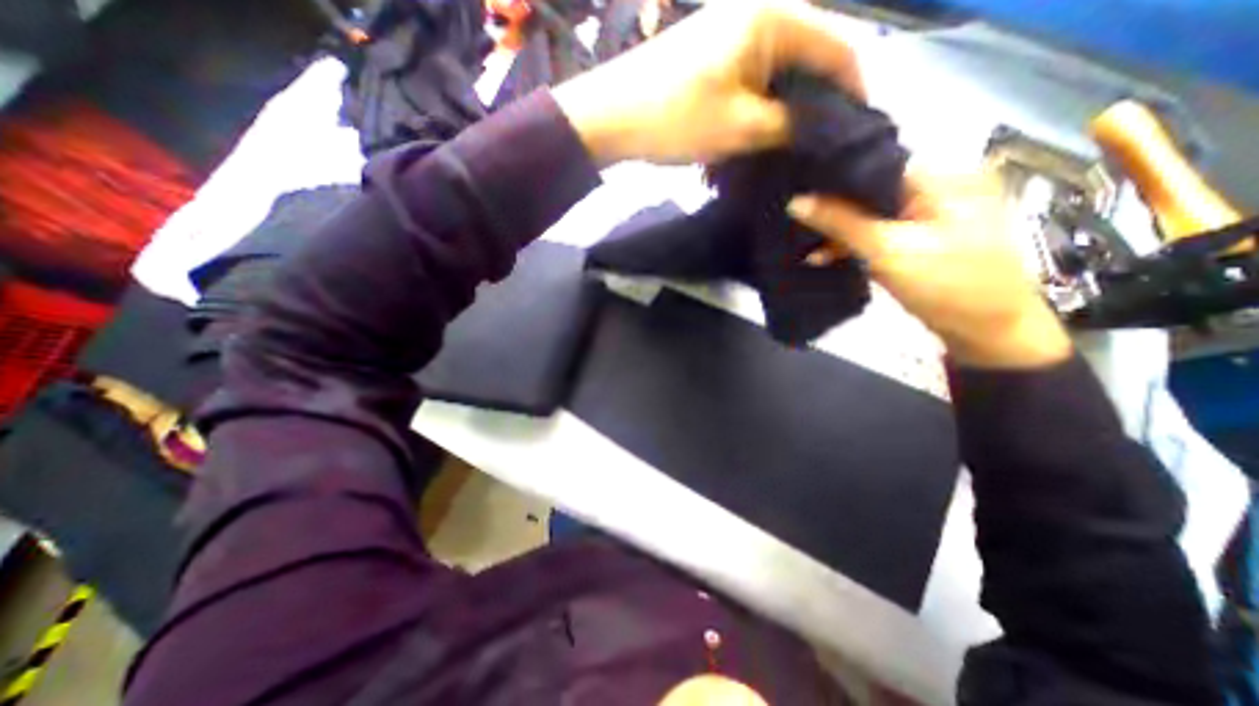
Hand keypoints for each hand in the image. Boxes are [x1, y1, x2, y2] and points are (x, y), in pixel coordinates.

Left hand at [553, 0, 862, 163]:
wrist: (612, 117)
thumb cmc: (676, 118)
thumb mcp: (742, 127)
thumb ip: (791, 123)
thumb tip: (823, 128)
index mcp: (773, 17)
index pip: (837, 47)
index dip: (854, 90)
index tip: (859, 131)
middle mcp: (758, 12)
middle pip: (810, 56)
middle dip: (820, 101)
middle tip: (826, 143)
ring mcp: (732, 31)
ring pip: (781, 69)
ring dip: (791, 105)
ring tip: (798, 142)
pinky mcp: (714, 54)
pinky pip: (755, 76)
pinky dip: (766, 102)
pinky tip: (766, 128)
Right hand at [783, 170, 1070, 368]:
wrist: (986, 330)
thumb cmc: (945, 285)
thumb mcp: (887, 250)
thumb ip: (841, 223)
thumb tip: (796, 202)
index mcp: (941, 176)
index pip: (875, 165)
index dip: (833, 178)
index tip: (796, 190)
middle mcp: (936, 186)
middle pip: (871, 190)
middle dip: (832, 208)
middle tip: (795, 220)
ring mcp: (928, 214)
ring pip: (870, 214)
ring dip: (838, 231)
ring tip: (804, 244)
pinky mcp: (918, 238)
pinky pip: (877, 232)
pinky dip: (853, 244)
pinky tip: (824, 255)